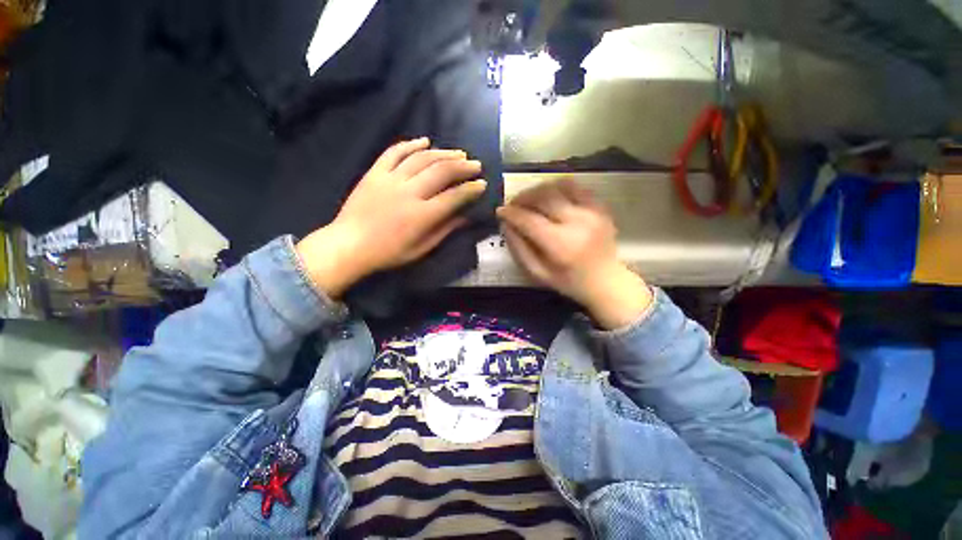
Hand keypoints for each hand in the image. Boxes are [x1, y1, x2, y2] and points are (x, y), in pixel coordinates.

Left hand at [297, 138, 486, 298]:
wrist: (349, 245)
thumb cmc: (389, 253)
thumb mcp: (421, 248)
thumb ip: (445, 230)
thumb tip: (466, 217)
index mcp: (421, 215)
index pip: (453, 197)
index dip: (471, 189)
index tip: (482, 184)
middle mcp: (409, 192)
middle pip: (441, 172)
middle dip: (463, 167)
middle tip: (476, 165)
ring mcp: (390, 179)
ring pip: (422, 158)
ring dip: (443, 153)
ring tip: (458, 153)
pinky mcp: (375, 173)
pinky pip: (394, 152)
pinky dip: (411, 144)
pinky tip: (425, 140)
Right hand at [496, 178, 652, 329]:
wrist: (606, 281)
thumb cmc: (569, 282)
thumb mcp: (538, 273)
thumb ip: (519, 249)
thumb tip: (505, 224)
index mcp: (561, 245)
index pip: (529, 220)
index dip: (511, 213)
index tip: (500, 211)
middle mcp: (577, 223)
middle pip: (544, 197)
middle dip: (523, 197)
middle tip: (513, 204)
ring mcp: (592, 212)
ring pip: (559, 186)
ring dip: (539, 189)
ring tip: (529, 198)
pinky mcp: (600, 207)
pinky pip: (576, 187)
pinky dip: (558, 188)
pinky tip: (550, 196)